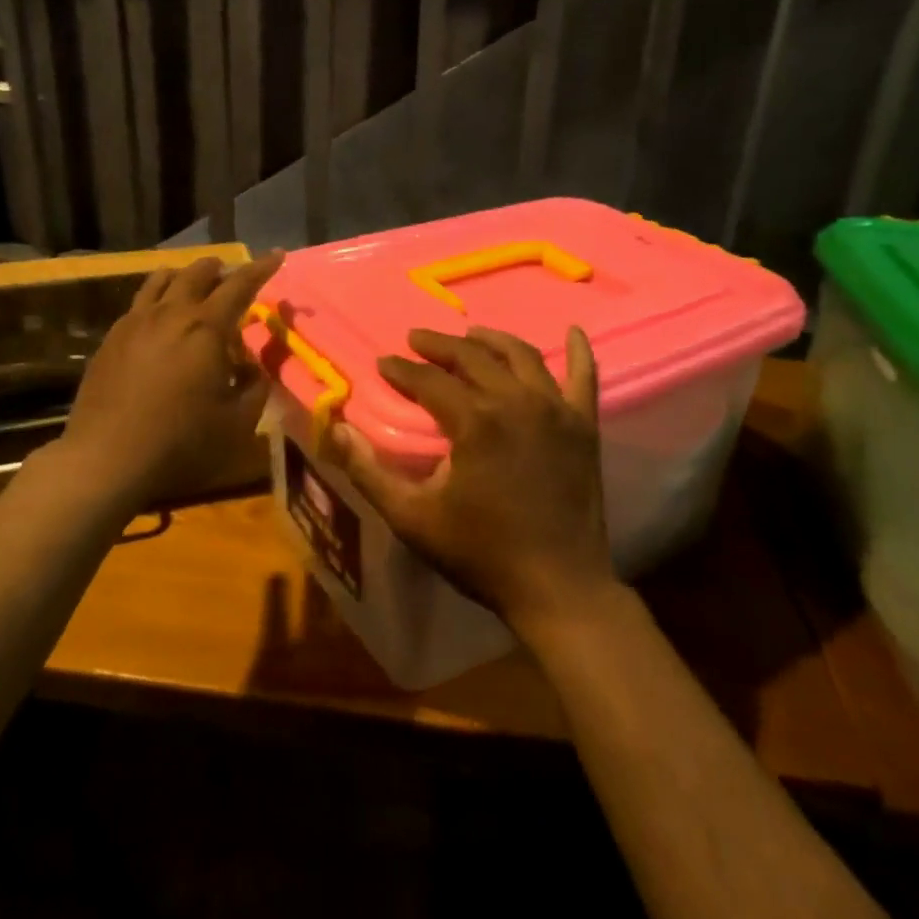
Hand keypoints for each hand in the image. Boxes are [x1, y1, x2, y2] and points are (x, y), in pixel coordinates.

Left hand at [60, 252, 283, 508]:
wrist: (105, 459)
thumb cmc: (181, 442)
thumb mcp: (237, 422)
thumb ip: (255, 387)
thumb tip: (253, 367)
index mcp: (206, 328)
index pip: (240, 285)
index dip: (261, 268)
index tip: (277, 254)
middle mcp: (170, 313)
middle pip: (197, 273)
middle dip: (220, 269)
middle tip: (232, 278)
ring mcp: (135, 323)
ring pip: (162, 280)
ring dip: (185, 276)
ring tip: (194, 286)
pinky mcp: (111, 339)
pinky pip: (139, 303)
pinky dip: (158, 298)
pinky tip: (159, 320)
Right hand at [322, 326, 617, 638]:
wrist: (558, 587)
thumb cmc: (481, 553)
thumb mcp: (412, 518)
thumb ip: (368, 472)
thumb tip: (335, 429)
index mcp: (474, 422)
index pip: (429, 380)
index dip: (402, 369)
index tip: (384, 362)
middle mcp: (516, 402)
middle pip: (473, 358)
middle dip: (439, 345)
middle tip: (416, 339)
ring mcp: (555, 411)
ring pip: (521, 356)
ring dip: (492, 340)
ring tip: (471, 334)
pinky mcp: (584, 426)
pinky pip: (584, 377)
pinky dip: (578, 351)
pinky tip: (572, 331)